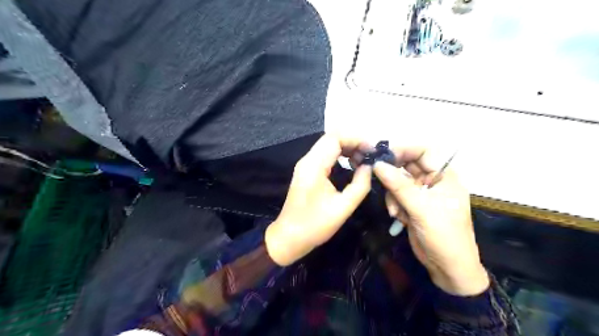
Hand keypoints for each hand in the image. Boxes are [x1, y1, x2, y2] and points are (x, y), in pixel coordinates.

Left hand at [266, 135, 372, 265]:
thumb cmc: (315, 225)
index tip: (373, 151)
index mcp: (314, 165)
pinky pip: (325, 154)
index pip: (335, 137)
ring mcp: (305, 165)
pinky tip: (351, 164)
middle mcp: (307, 160)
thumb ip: (360, 185)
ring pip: (328, 145)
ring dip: (347, 148)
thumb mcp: (343, 207)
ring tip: (363, 160)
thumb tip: (370, 167)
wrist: (289, 238)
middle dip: (354, 142)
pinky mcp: (306, 171)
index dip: (356, 139)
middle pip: (331, 138)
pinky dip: (340, 155)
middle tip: (370, 156)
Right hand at [373, 148, 485, 294]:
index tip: (383, 154)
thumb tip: (377, 164)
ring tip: (395, 210)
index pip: (424, 152)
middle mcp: (433, 181)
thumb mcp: (421, 209)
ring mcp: (421, 194)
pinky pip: (396, 196)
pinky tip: (397, 216)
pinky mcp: (412, 206)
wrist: (447, 268)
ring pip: (398, 182)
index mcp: (445, 177)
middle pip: (408, 166)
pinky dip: (394, 204)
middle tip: (376, 174)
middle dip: (394, 174)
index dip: (405, 149)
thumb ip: (398, 185)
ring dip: (393, 194)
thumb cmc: (443, 235)